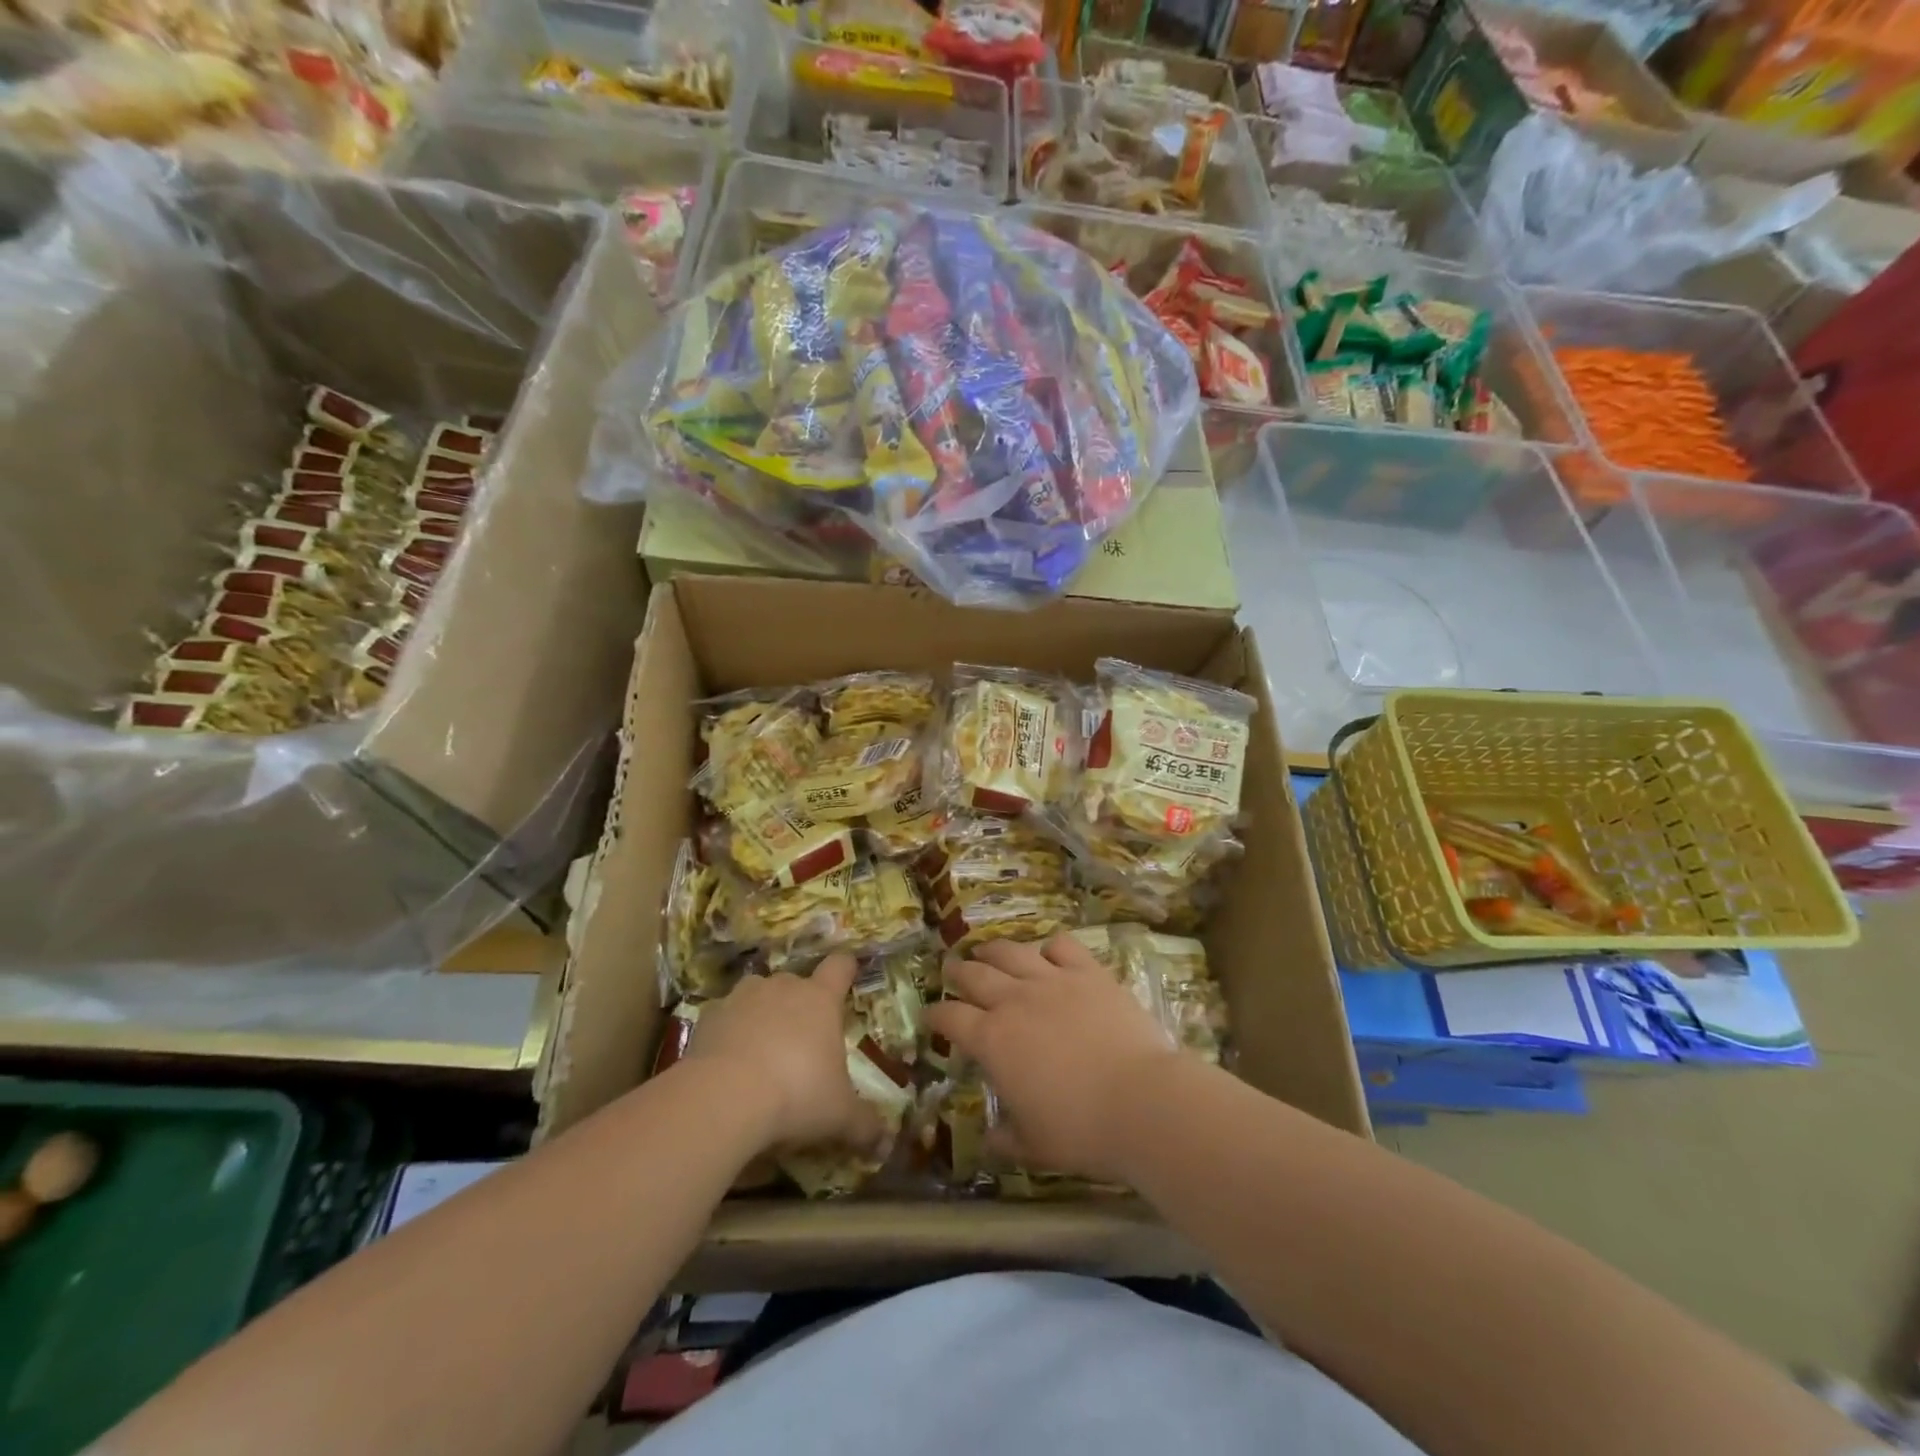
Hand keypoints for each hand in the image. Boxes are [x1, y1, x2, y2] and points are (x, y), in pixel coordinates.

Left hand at [686, 954, 881, 1154]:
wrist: (723, 1097)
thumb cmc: (796, 1094)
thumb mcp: (839, 1115)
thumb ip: (864, 1123)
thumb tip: (885, 1139)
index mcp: (820, 999)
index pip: (840, 966)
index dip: (846, 969)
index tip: (848, 975)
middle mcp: (783, 987)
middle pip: (796, 982)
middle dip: (799, 1004)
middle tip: (802, 1039)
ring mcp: (742, 997)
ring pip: (758, 994)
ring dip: (762, 1013)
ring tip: (762, 1049)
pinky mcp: (708, 1016)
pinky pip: (725, 1018)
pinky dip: (728, 1034)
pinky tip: (727, 1065)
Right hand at [927, 934, 1183, 1183]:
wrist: (1142, 1101)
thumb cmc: (1081, 1130)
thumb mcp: (1034, 1146)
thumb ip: (1006, 1139)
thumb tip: (990, 1138)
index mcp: (992, 1040)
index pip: (951, 1018)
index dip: (936, 1016)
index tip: (931, 1016)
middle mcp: (1014, 1001)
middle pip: (975, 974)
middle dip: (958, 972)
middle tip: (951, 970)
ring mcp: (1052, 980)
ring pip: (1012, 952)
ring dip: (993, 950)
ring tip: (987, 951)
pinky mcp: (1088, 972)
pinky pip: (1061, 946)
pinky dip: (1049, 947)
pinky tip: (1048, 953)